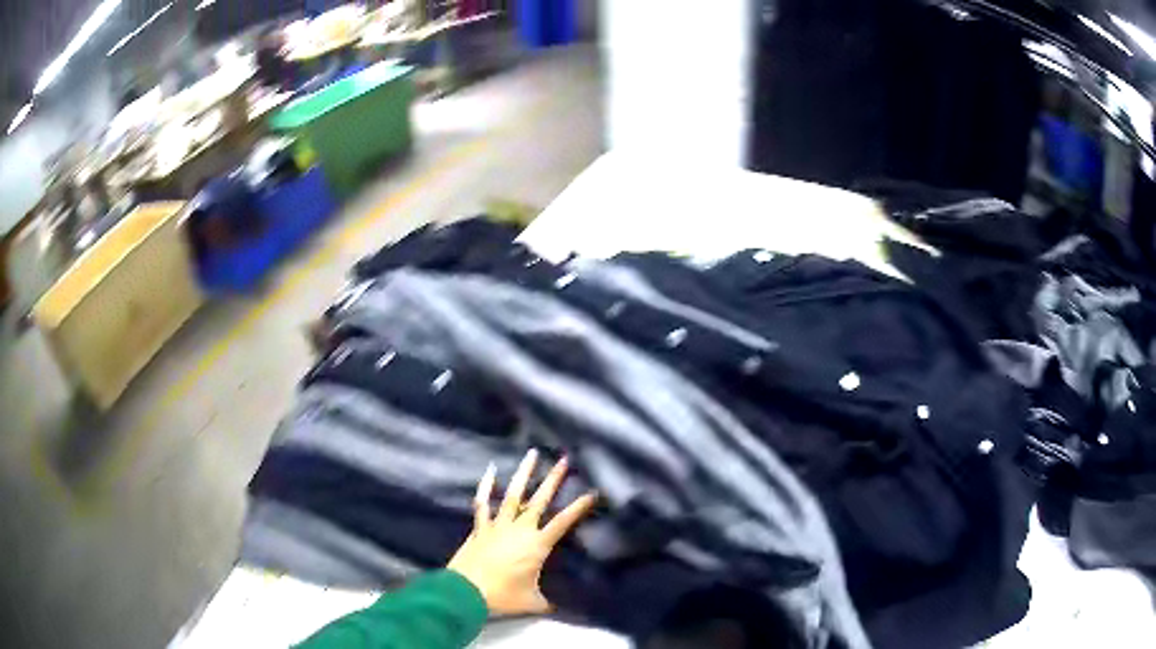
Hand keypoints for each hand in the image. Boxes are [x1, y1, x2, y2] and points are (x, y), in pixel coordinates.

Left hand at [447, 449, 597, 616]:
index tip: (592, 493)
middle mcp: (520, 529)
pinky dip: (486, 487)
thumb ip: (548, 602)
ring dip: (523, 474)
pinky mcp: (480, 527)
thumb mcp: (533, 602)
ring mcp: (498, 525)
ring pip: (513, 495)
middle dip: (553, 479)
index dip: (579, 507)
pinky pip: (483, 504)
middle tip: (563, 459)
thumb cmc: (503, 596)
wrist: (467, 592)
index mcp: (537, 545)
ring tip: (532, 454)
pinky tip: (490, 471)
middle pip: (540, 500)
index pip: (563, 522)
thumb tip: (559, 608)